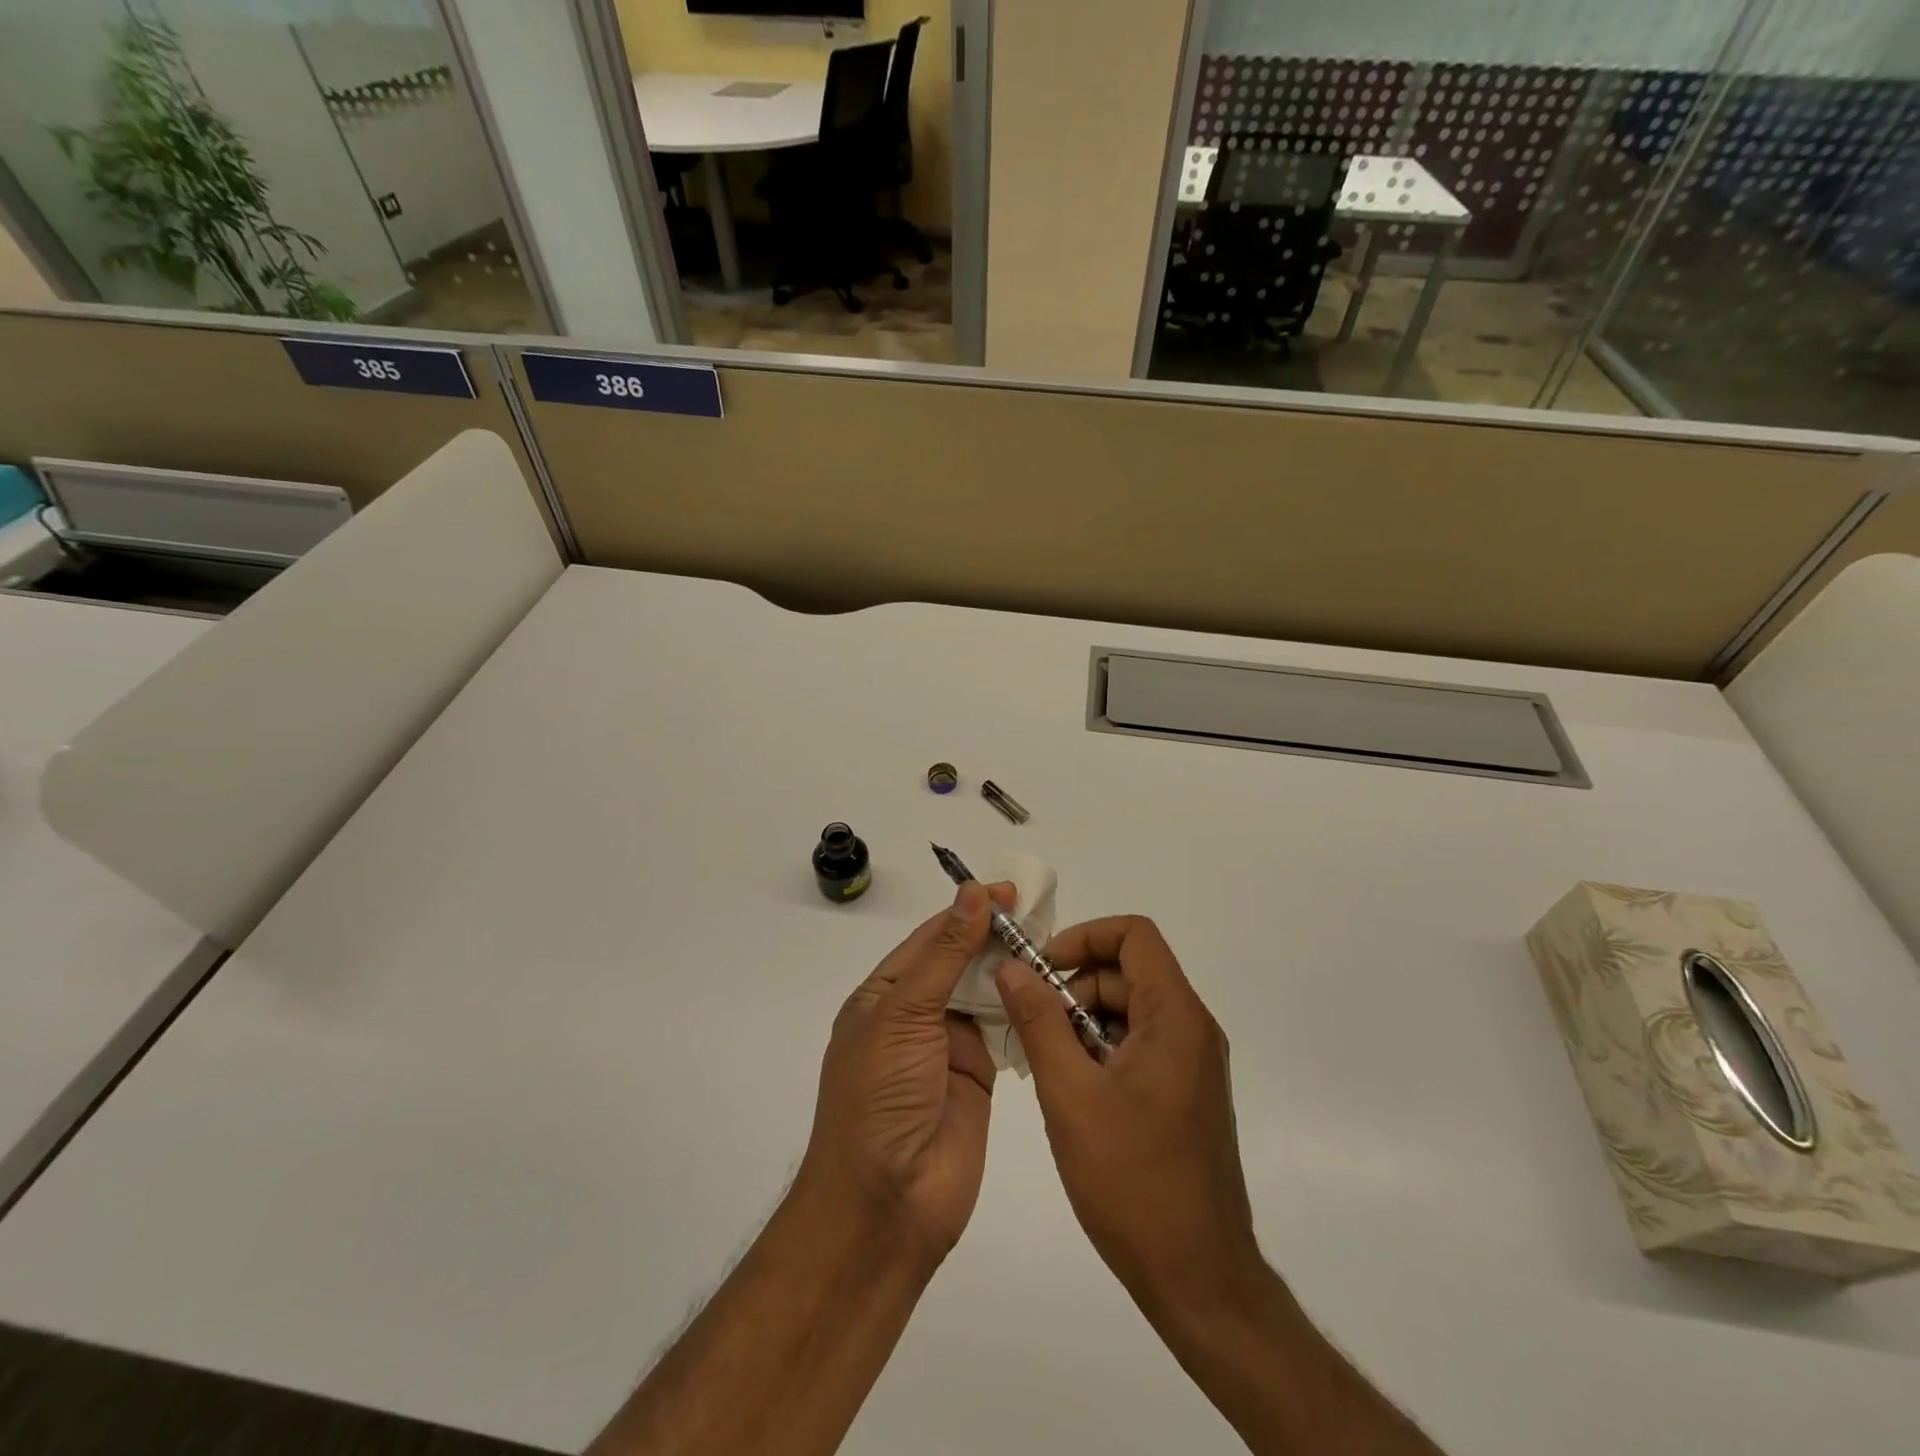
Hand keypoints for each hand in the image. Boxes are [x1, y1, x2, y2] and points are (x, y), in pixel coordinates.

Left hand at [801, 880, 1015, 1262]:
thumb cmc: (880, 1097)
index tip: (1009, 891)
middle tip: (1043, 913)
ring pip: (986, 993)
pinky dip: (1025, 1008)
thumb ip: (944, 954)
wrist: (887, 1205)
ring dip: (1013, 969)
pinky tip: (1052, 986)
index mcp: (884, 995)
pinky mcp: (980, 1074)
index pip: (931, 937)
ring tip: (1054, 942)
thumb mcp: (903, 1015)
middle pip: (960, 962)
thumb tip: (971, 893)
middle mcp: (916, 1014)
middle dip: (995, 937)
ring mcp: (949, 1045)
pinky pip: (1005, 1030)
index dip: (967, 912)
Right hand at [994, 916, 1261, 1327]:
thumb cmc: (1133, 1182)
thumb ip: (1039, 1021)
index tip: (1042, 969)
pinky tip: (1072, 1089)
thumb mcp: (1070, 1094)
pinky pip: (1139, 1044)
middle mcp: (1192, 1029)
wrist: (1198, 1280)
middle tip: (1033, 1026)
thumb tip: (1010, 967)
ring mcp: (1192, 1063)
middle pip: (1128, 972)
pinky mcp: (1185, 1092)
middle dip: (1075, 986)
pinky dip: (1101, 1049)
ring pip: (1130, 1010)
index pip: (1134, 935)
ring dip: (1083, 1021)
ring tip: (1048, 1064)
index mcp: (1176, 1017)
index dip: (1084, 937)